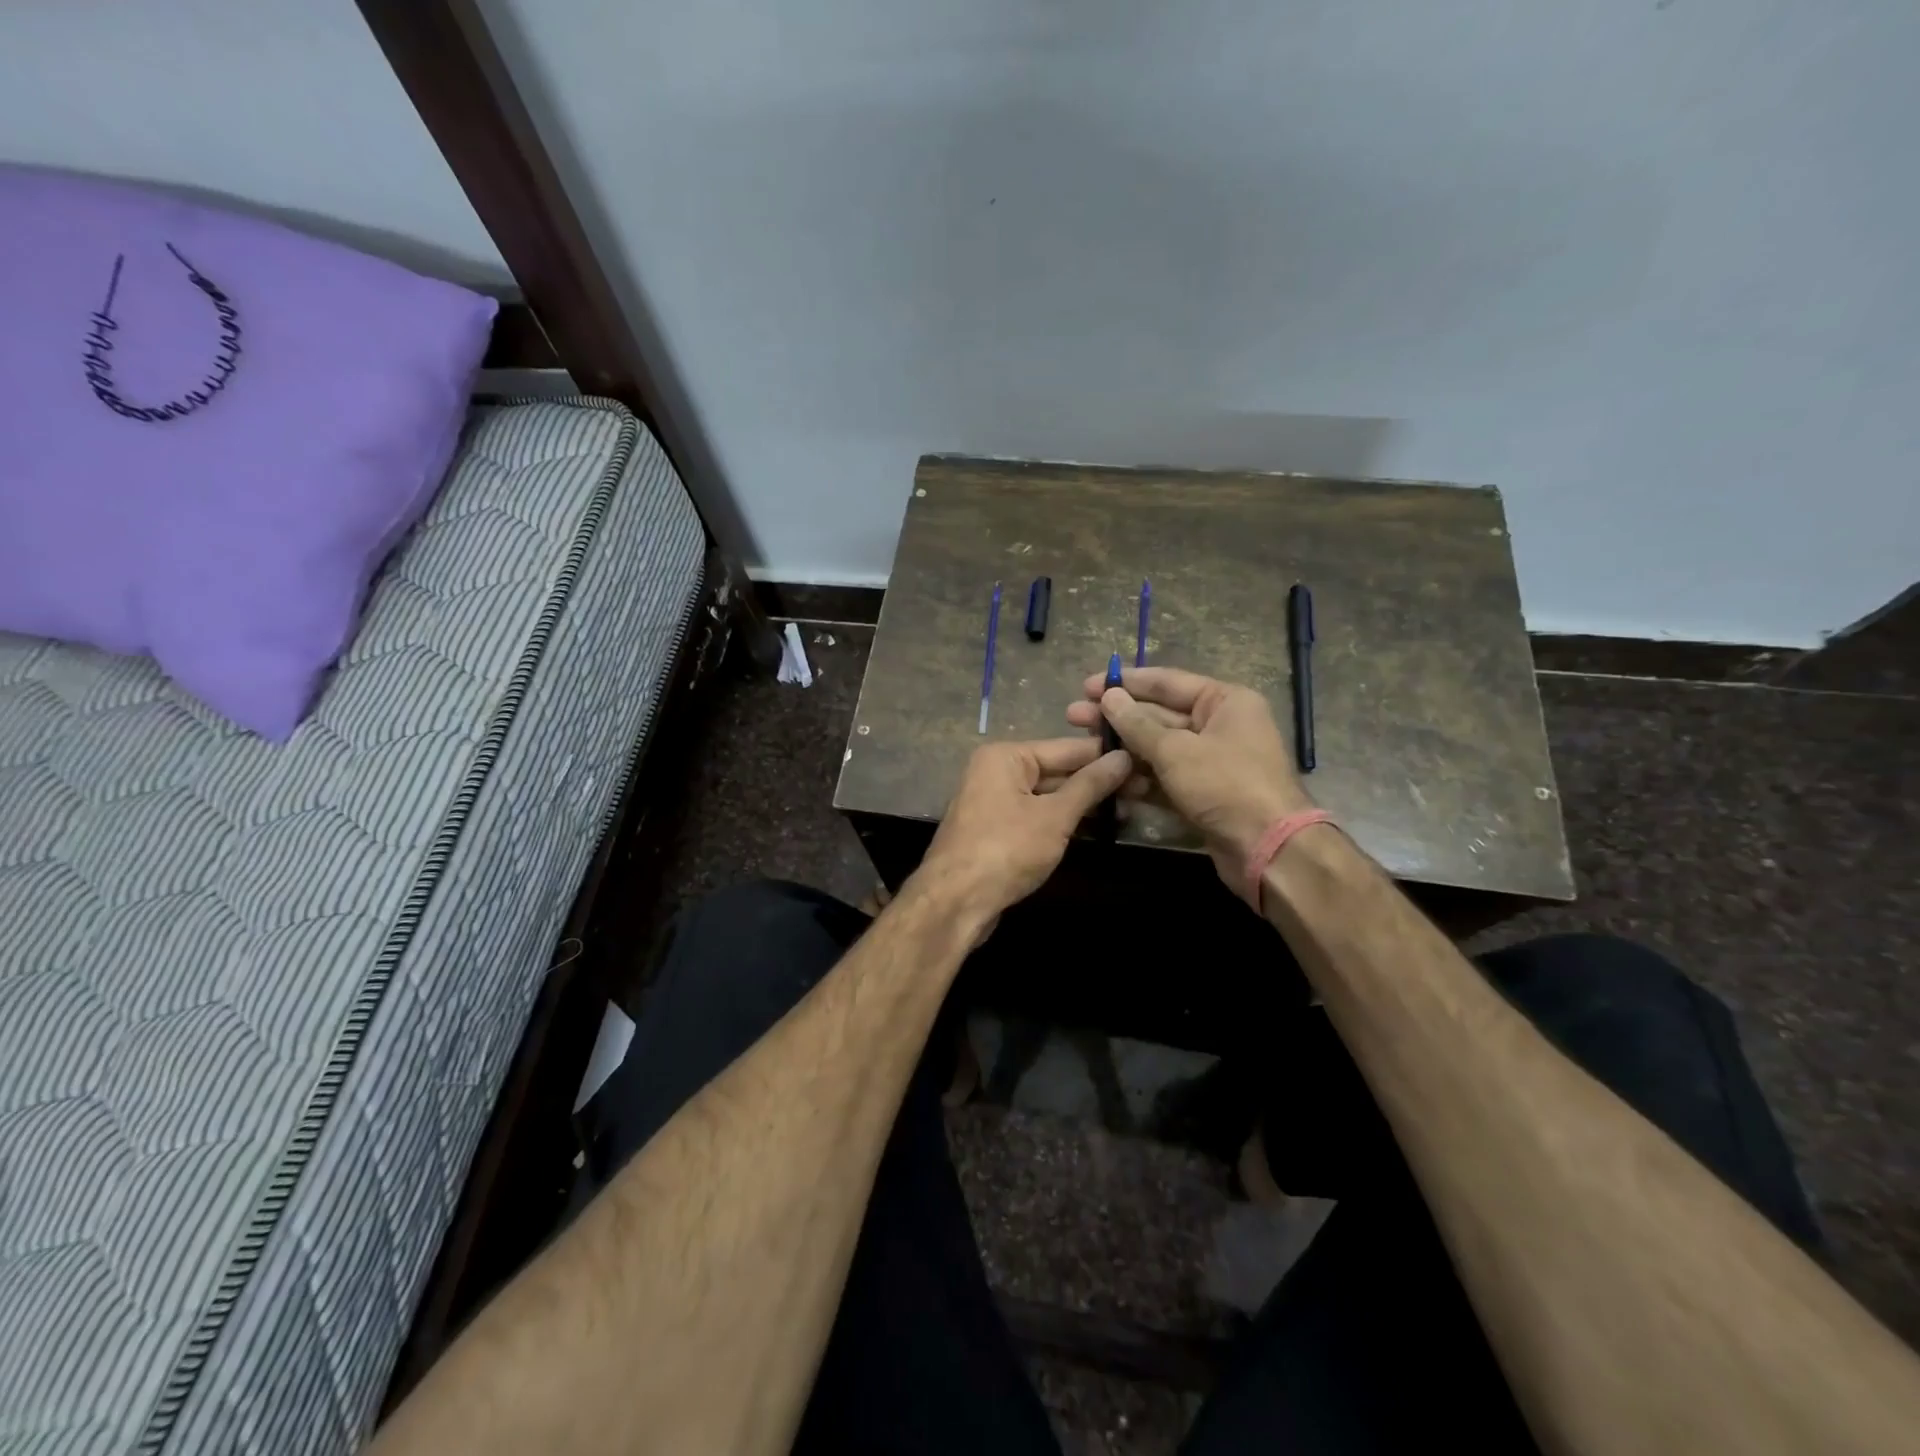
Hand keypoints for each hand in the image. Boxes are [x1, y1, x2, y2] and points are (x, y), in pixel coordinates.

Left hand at [913, 738, 1131, 928]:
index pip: (1067, 748)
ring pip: (1048, 795)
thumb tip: (1123, 757)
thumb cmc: (1006, 849)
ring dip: (1084, 804)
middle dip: (1097, 782)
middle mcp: (996, 771)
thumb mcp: (1055, 816)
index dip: (1106, 756)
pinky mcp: (997, 830)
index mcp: (1006, 756)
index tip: (1145, 760)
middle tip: (1145, 789)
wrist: (954, 902)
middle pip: (1057, 770)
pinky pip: (1037, 816)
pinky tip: (1095, 828)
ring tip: (1130, 809)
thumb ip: (1090, 786)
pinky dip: (1063, 821)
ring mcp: (994, 802)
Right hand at [1066, 666, 1313, 904]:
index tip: (1088, 685)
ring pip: (1158, 749)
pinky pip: (1165, 778)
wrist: (1268, 850)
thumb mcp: (1175, 750)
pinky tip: (1110, 780)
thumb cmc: (1225, 785)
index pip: (1167, 682)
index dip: (1125, 683)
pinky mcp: (1203, 794)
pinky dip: (1140, 779)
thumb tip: (1108, 697)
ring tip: (1084, 749)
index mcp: (1224, 701)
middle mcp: (1219, 725)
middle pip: (1159, 715)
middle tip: (1074, 716)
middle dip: (1117, 718)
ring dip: (1124, 750)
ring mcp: (1211, 762)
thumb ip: (1137, 724)